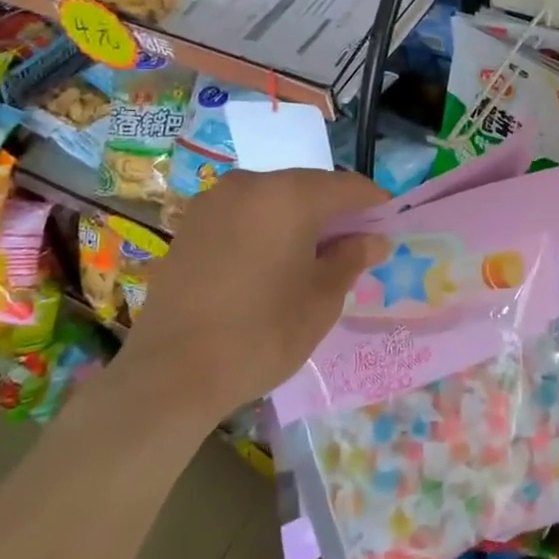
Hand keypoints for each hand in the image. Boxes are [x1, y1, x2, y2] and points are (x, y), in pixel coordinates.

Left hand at [121, 169, 390, 413]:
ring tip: (311, 258)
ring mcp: (215, 202)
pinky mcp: (190, 225)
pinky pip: (244, 214)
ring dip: (299, 219)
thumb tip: (374, 239)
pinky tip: (270, 263)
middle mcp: (251, 184)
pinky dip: (266, 228)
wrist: (169, 375)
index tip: (389, 227)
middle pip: (309, 187)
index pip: (348, 187)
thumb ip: (351, 258)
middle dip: (335, 212)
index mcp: (289, 194)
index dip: (374, 205)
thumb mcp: (321, 299)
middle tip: (353, 247)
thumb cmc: (261, 333)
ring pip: (274, 198)